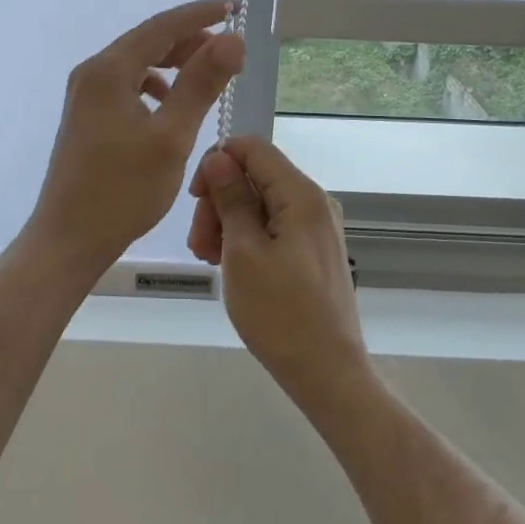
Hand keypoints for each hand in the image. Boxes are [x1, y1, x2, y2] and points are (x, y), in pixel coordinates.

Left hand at [24, 0, 245, 276]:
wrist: (68, 239)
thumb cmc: (122, 190)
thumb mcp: (172, 136)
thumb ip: (201, 83)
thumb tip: (232, 38)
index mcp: (109, 70)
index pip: (162, 26)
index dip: (200, 14)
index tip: (234, 8)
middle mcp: (92, 73)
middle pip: (147, 41)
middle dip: (189, 39)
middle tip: (230, 49)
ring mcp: (85, 94)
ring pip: (137, 63)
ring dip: (173, 62)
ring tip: (207, 73)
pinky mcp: (87, 115)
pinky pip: (127, 85)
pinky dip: (154, 85)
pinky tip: (170, 104)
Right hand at [188, 136, 370, 408]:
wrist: (329, 375)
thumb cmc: (280, 314)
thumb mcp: (243, 252)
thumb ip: (231, 198)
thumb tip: (219, 156)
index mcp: (301, 194)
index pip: (253, 148)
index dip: (218, 162)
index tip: (195, 199)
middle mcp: (315, 202)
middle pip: (256, 177)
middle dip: (220, 200)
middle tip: (198, 244)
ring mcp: (317, 228)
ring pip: (262, 203)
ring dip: (228, 222)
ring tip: (208, 260)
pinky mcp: (314, 252)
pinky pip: (274, 227)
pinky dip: (247, 238)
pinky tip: (229, 265)